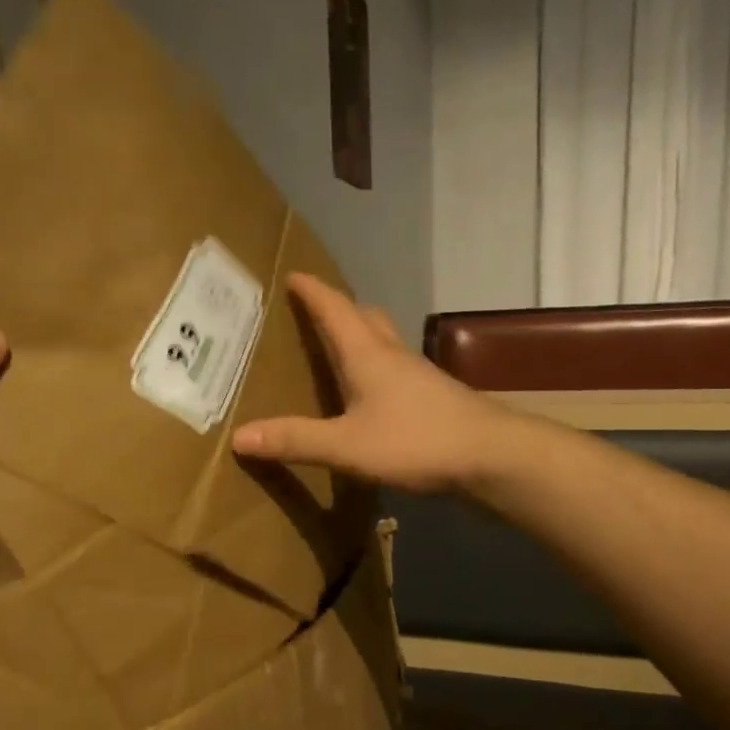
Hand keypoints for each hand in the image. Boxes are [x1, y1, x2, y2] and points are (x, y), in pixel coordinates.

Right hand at [232, 274, 513, 492]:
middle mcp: (393, 356)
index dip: (313, 292)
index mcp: (367, 355)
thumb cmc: (416, 441)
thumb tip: (239, 436)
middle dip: (339, 308)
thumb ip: (296, 440)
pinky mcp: (433, 397)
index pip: (335, 310)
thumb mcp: (347, 445)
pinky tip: (373, 392)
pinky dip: (377, 366)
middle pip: (365, 318)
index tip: (294, 274)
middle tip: (316, 308)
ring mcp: (418, 375)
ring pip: (384, 342)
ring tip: (340, 345)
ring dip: (361, 335)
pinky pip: (396, 369)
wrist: (490, 455)